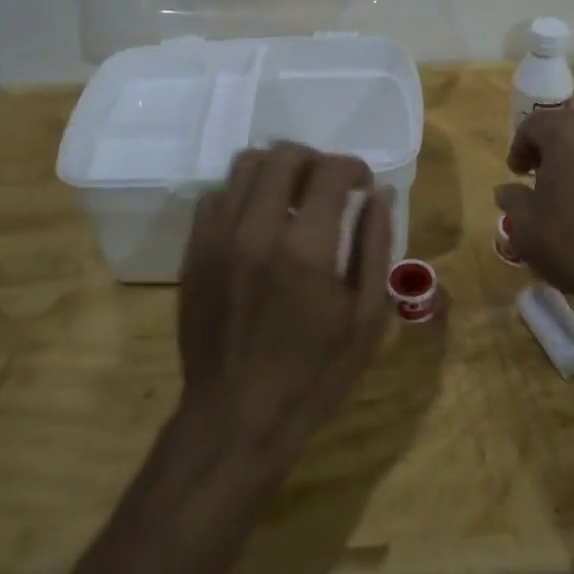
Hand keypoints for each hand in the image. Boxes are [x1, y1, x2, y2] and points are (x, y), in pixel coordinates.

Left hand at [176, 142, 393, 475]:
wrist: (236, 419)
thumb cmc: (314, 375)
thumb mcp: (367, 318)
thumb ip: (375, 246)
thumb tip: (380, 195)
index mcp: (306, 248)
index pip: (329, 171)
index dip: (354, 168)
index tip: (363, 185)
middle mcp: (256, 230)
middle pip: (283, 155)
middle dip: (316, 160)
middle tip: (330, 187)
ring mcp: (217, 238)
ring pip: (244, 165)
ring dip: (277, 170)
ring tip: (293, 198)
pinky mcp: (193, 252)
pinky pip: (215, 195)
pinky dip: (242, 194)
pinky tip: (258, 222)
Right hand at [494, 109, 573, 331]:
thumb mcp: (526, 227)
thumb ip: (512, 200)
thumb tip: (508, 190)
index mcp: (567, 132)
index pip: (534, 124)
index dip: (519, 147)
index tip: (516, 174)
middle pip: (567, 129)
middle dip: (550, 152)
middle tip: (540, 182)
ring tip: (572, 196)